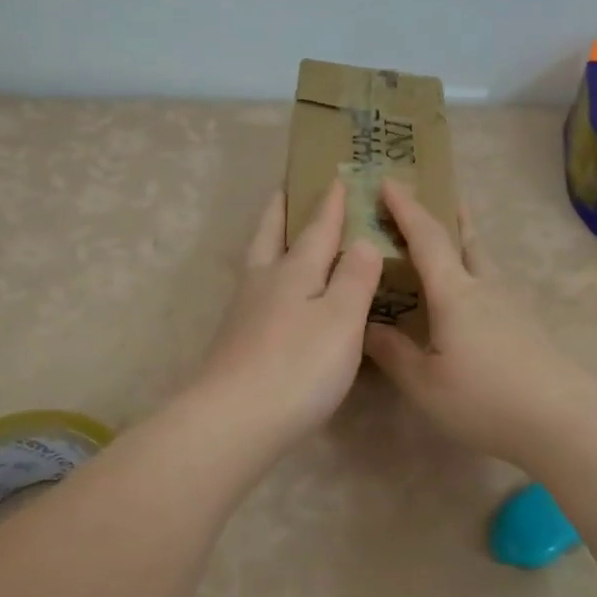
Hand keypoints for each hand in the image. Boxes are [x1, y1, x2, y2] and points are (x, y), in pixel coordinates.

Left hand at [193, 180, 383, 443]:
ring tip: (278, 234)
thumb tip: (363, 240)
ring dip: (269, 240)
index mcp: (294, 271)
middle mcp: (264, 283)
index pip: (318, 229)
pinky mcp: (235, 341)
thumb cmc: (298, 367)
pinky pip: (255, 292)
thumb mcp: (341, 320)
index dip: (331, 204)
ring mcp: (244, 312)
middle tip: (285, 188)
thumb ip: (354, 278)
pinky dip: (266, 277)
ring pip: (258, 263)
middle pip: (271, 235)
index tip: (337, 177)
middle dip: (282, 210)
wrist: (233, 420)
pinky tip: (272, 296)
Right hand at [363, 180, 596, 465]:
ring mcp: (512, 305)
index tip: (389, 181)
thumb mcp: (425, 384)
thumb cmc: (484, 399)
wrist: (562, 420)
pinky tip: (474, 297)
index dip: (406, 208)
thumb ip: (394, 353)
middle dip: (447, 214)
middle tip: (435, 195)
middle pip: (466, 238)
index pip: (426, 238)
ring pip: (485, 260)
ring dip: (466, 241)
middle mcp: (485, 288)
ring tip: (453, 240)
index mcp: (455, 293)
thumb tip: (366, 326)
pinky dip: (476, 273)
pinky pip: (494, 284)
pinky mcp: (527, 326)